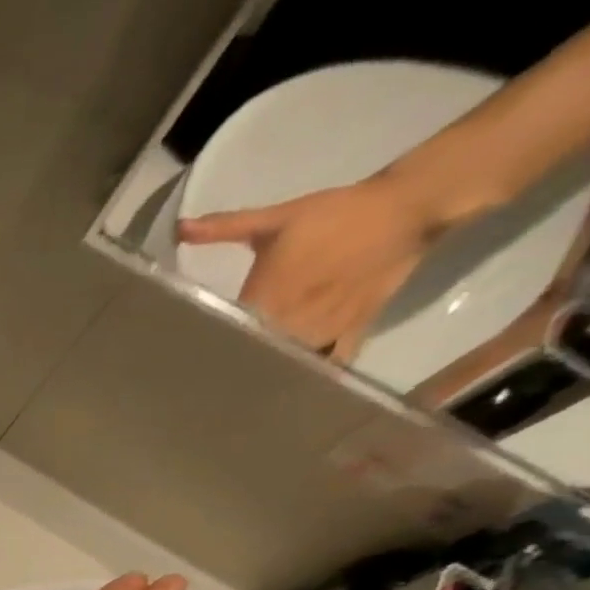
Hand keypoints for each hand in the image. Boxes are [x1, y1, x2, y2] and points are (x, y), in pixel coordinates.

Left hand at [177, 174, 443, 362]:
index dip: (207, 349)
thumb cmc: (335, 213)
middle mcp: (290, 321)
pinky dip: (312, 372)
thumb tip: (181, 228)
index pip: (224, 336)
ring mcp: (323, 329)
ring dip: (268, 371)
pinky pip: (329, 362)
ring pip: (286, 362)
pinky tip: (293, 380)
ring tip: (244, 384)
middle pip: (253, 354)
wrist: (409, 205)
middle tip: (212, 375)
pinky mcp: (353, 330)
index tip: (189, 358)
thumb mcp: (276, 219)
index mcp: (265, 299)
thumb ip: (226, 228)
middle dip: (234, 363)